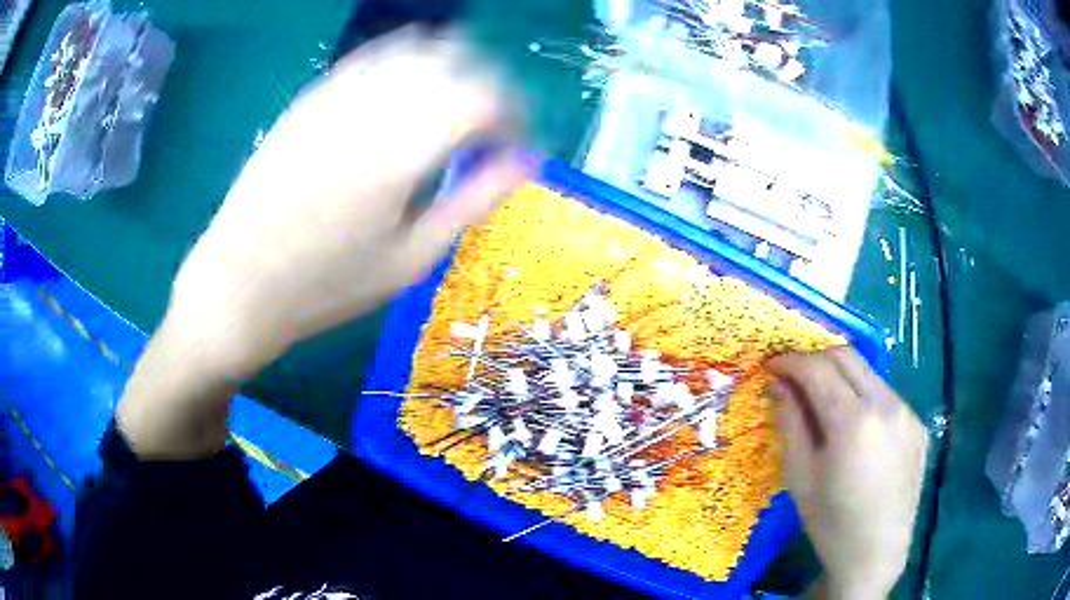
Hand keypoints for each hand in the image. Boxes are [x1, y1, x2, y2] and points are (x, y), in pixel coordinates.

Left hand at [166, 28, 530, 377]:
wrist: (238, 285)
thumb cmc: (326, 287)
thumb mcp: (410, 260)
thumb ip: (473, 201)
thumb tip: (526, 162)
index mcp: (401, 151)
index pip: (485, 98)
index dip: (515, 116)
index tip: (517, 145)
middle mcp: (372, 106)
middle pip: (457, 62)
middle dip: (489, 89)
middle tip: (491, 128)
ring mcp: (336, 93)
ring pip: (416, 48)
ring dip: (450, 69)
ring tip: (453, 108)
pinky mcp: (311, 96)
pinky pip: (373, 56)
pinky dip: (406, 64)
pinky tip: (407, 93)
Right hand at [767, 347, 927, 598]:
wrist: (876, 553)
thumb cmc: (830, 523)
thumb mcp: (800, 477)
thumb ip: (791, 423)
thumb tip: (780, 385)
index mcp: (853, 422)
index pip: (818, 368)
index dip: (791, 360)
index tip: (772, 365)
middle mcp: (885, 404)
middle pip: (847, 356)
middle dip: (815, 358)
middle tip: (794, 375)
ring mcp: (906, 412)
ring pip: (868, 373)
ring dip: (841, 376)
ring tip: (823, 401)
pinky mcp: (917, 424)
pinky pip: (885, 395)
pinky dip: (863, 396)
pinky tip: (855, 428)